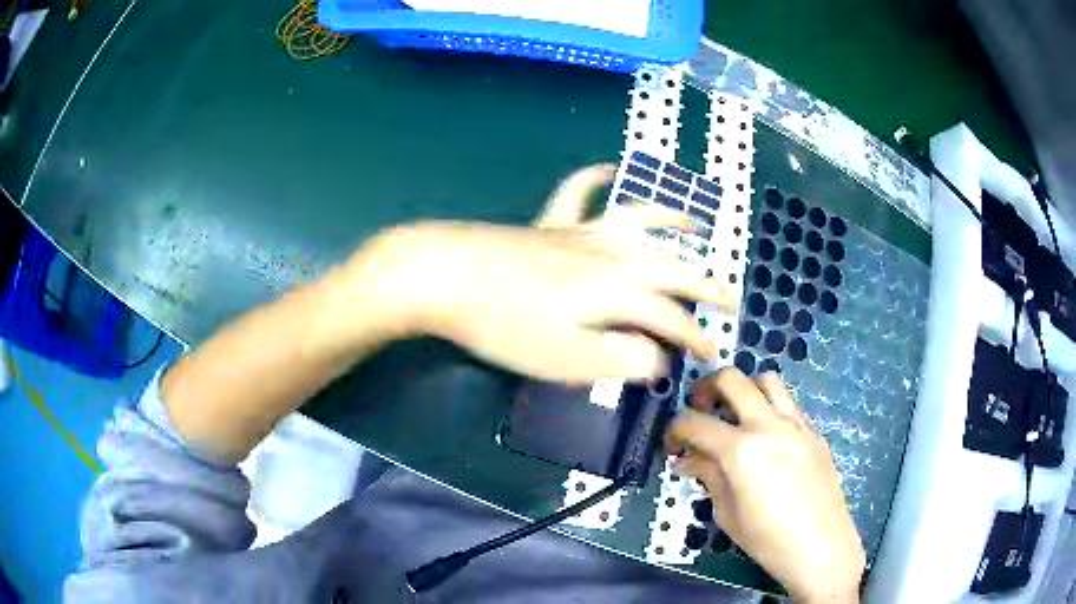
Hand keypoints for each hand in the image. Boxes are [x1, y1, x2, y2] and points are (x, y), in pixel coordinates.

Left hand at [323, 164, 735, 382]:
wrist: (445, 276)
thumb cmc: (505, 325)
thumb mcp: (568, 360)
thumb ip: (622, 360)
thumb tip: (657, 356)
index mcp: (619, 291)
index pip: (672, 318)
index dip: (696, 339)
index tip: (712, 355)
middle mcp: (611, 254)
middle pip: (671, 268)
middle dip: (705, 286)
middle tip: (730, 298)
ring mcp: (579, 232)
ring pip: (639, 220)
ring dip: (672, 222)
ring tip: (697, 224)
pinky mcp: (548, 223)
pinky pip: (578, 191)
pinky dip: (596, 177)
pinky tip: (609, 168)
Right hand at [666, 370, 864, 602]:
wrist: (821, 547)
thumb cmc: (767, 539)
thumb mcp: (726, 513)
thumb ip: (708, 476)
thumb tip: (690, 460)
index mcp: (740, 449)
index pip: (694, 422)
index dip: (675, 430)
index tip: (671, 445)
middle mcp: (768, 424)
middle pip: (732, 379)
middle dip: (706, 389)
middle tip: (700, 411)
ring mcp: (796, 424)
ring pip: (767, 380)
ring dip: (744, 390)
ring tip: (736, 416)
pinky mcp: (814, 432)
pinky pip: (789, 405)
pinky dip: (770, 409)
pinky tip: (767, 440)